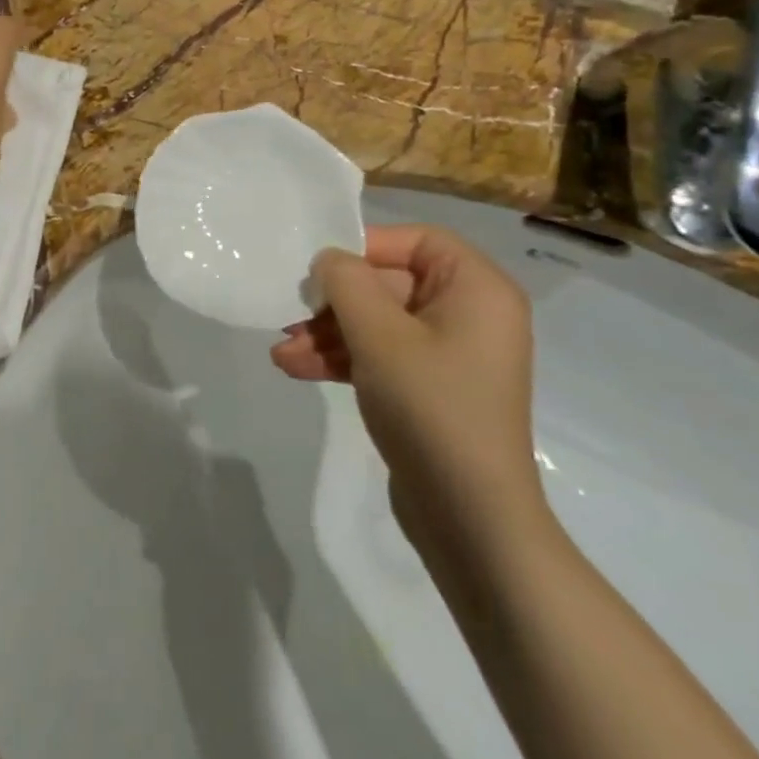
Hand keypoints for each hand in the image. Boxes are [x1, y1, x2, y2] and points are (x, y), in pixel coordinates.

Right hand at [271, 224, 540, 535]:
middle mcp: (469, 314)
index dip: (364, 246)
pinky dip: (343, 359)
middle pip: (388, 285)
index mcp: (476, 289)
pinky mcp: (430, 388)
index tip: (319, 268)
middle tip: (287, 315)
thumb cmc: (431, 406)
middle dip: (333, 303)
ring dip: (328, 334)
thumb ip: (346, 282)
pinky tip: (297, 369)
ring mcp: (449, 354)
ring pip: (377, 323)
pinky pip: (381, 355)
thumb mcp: (379, 335)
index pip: (415, 241)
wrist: (470, 517)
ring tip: (282, 353)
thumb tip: (328, 260)